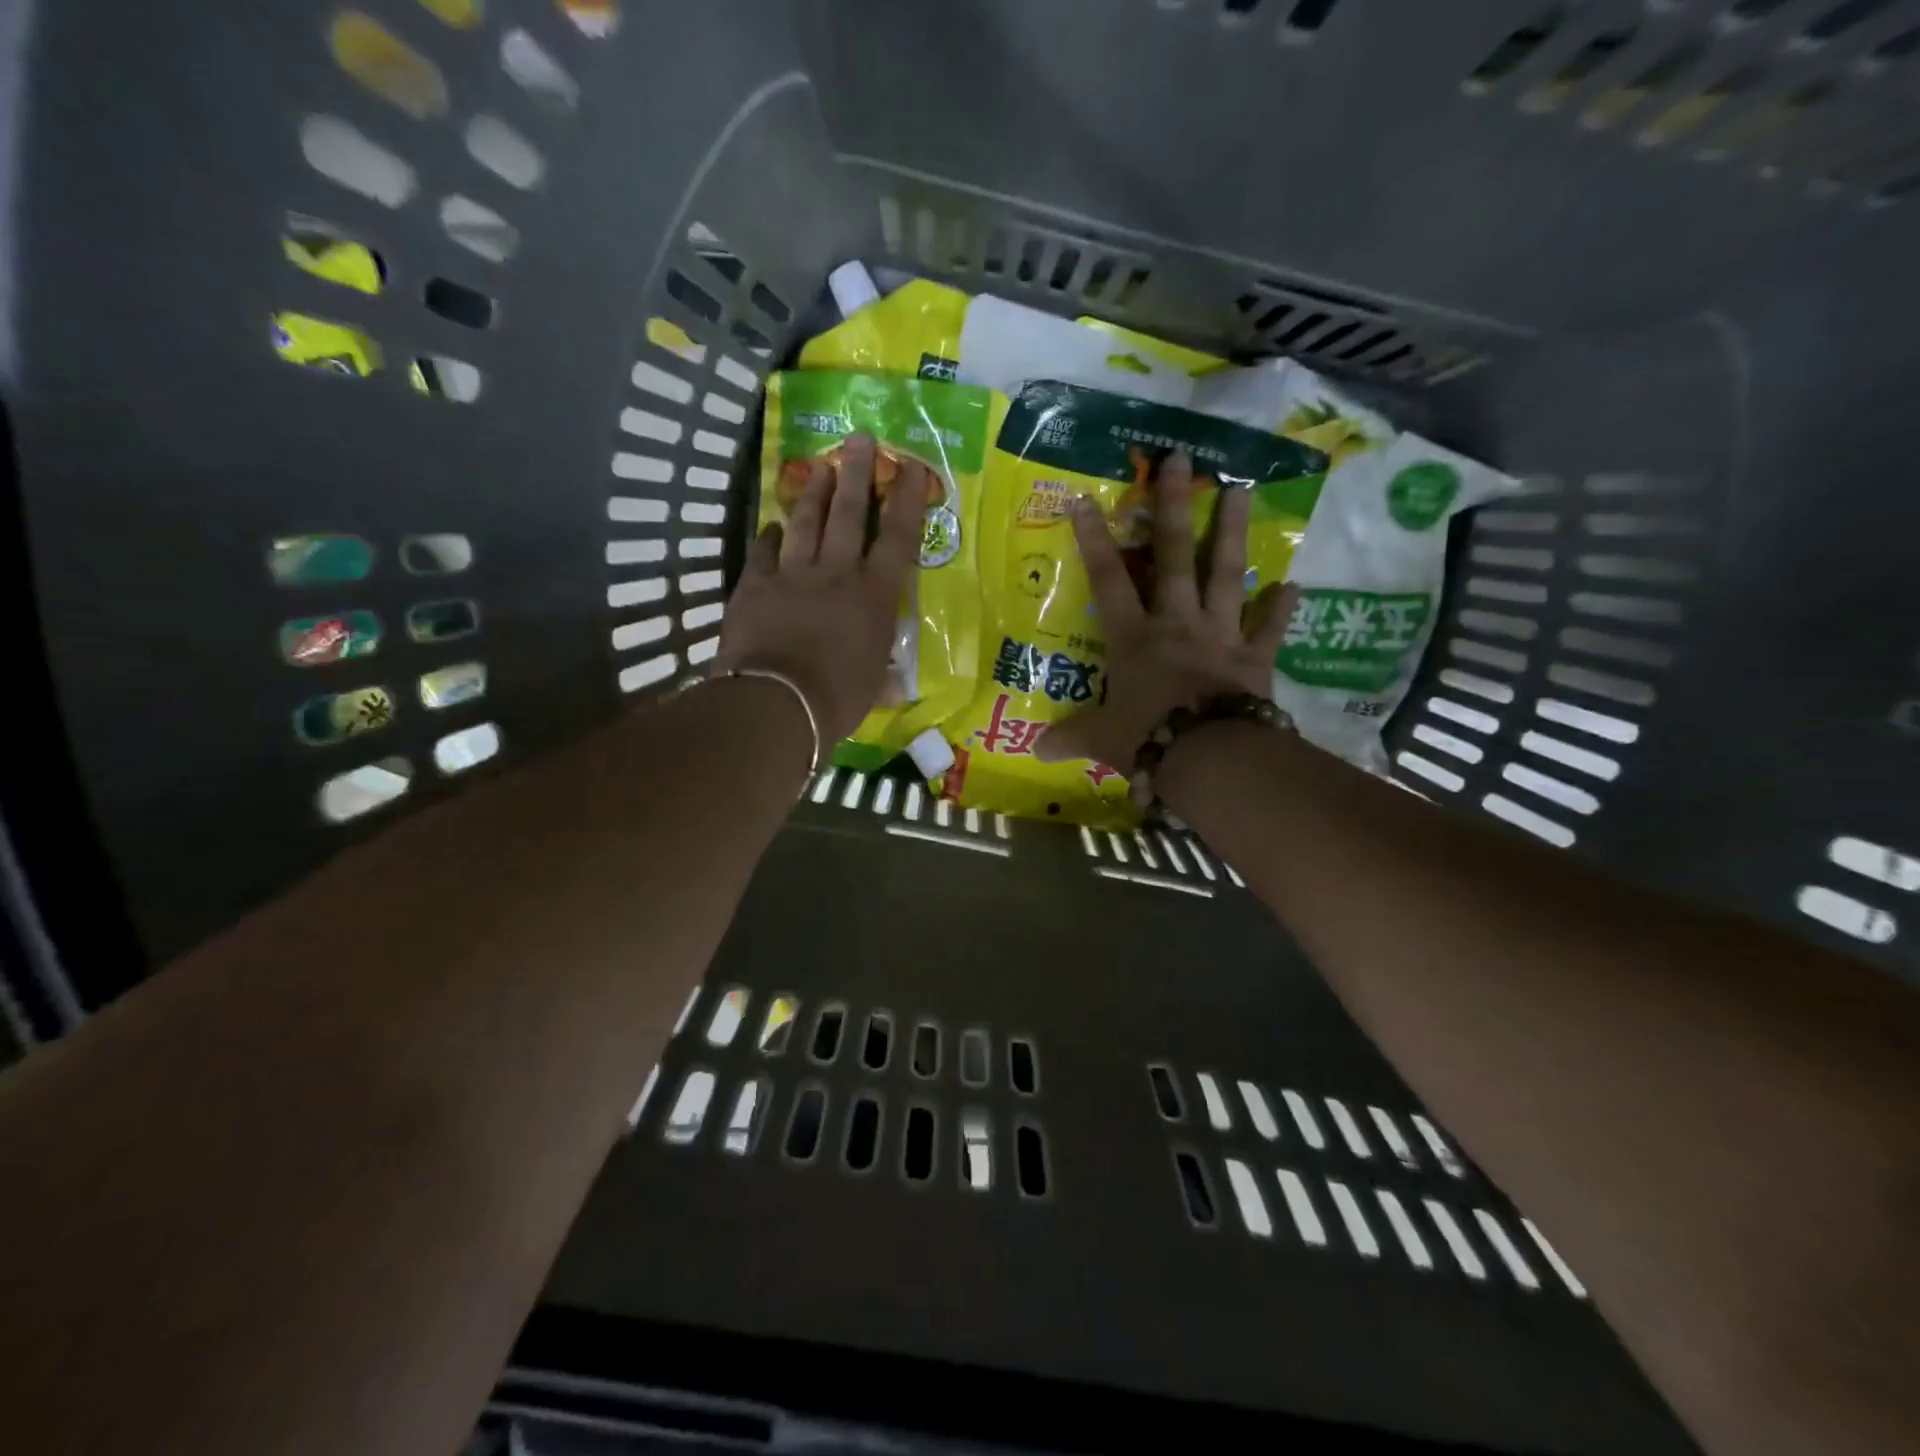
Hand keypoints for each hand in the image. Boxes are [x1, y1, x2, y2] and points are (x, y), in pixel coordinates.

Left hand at [712, 434, 929, 743]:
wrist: (777, 703)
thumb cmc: (837, 698)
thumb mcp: (872, 690)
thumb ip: (883, 678)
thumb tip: (896, 687)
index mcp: (874, 596)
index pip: (898, 538)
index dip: (907, 500)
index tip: (912, 467)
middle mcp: (837, 573)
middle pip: (849, 513)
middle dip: (857, 473)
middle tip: (859, 437)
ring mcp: (792, 575)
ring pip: (806, 522)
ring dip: (815, 492)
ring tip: (821, 466)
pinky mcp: (755, 585)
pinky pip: (763, 551)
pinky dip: (768, 536)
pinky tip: (770, 525)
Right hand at [1038, 449, 1294, 770]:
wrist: (1208, 758)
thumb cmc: (1147, 738)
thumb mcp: (1101, 739)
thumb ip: (1070, 736)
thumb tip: (1037, 750)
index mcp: (1135, 638)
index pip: (1108, 581)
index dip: (1094, 540)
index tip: (1085, 499)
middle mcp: (1177, 624)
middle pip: (1175, 557)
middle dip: (1174, 508)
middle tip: (1181, 460)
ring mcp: (1220, 636)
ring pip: (1227, 576)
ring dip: (1233, 533)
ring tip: (1241, 489)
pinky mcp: (1254, 659)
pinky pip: (1269, 630)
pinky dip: (1281, 610)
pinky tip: (1294, 586)